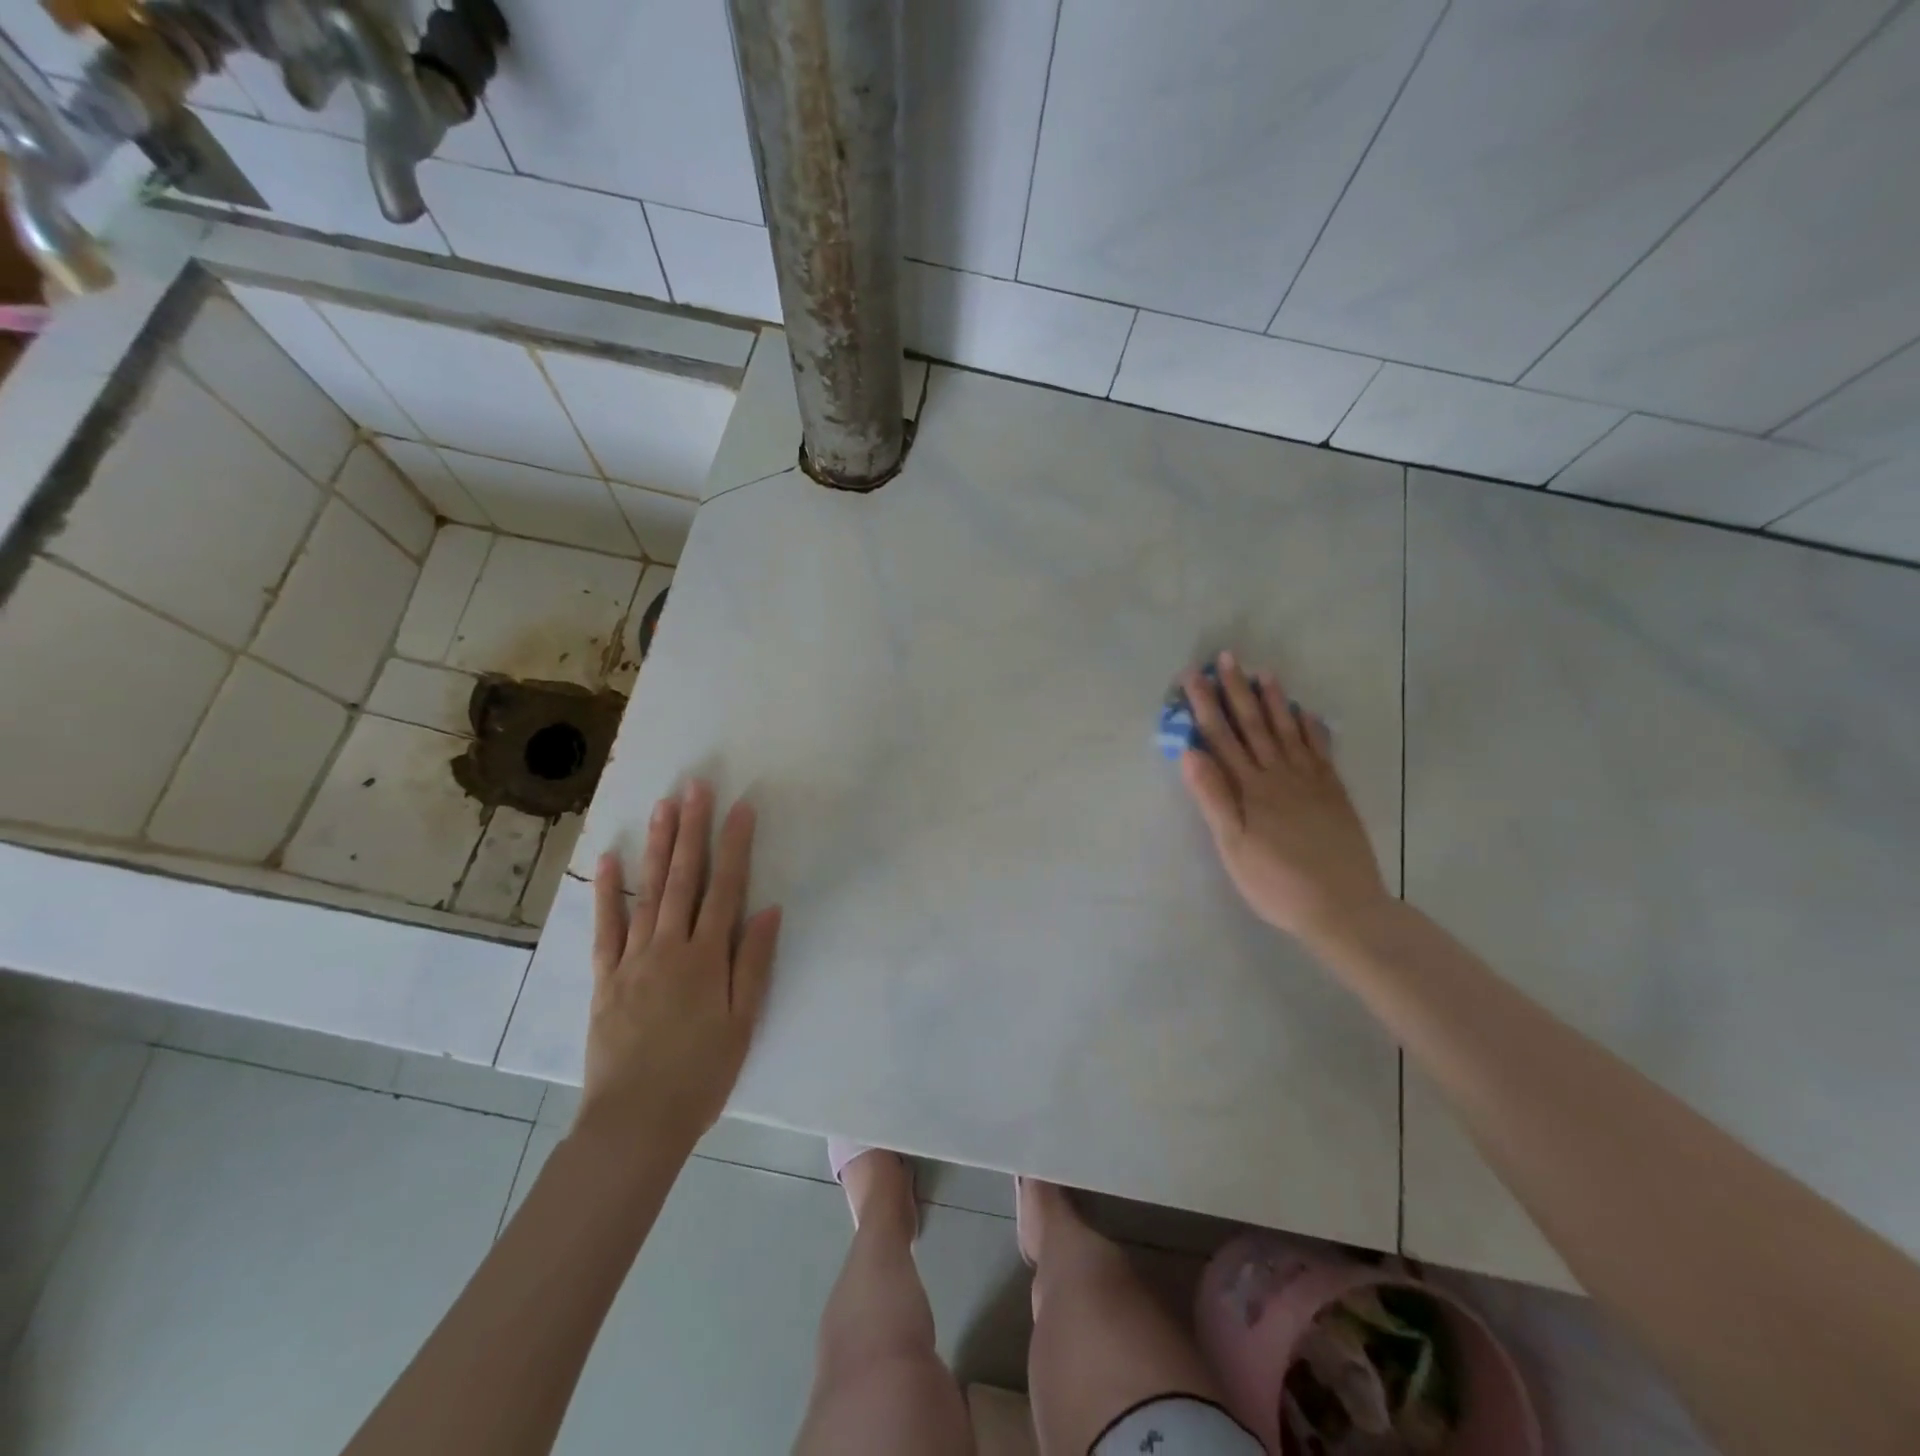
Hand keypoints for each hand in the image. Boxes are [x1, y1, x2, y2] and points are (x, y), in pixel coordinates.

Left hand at [580, 781, 782, 1144]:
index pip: (725, 888)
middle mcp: (670, 946)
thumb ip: (754, 962)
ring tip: (661, 806)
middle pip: (684, 878)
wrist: (636, 1120)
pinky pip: (606, 928)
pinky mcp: (606, 978)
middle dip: (691, 829)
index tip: (740, 808)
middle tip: (694, 786)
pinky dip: (607, 892)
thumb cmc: (702, 1073)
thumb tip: (768, 909)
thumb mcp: (743, 1021)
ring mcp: (633, 959)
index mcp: (707, 956)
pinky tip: (609, 860)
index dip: (735, 845)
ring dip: (656, 847)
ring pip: (647, 892)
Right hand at [1179, 652, 1390, 946]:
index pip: (1221, 738)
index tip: (1193, 676)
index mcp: (1250, 789)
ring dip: (1274, 701)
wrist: (1342, 907)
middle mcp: (1280, 775)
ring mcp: (1311, 781)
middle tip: (1227, 656)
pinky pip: (1320, 750)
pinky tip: (1305, 713)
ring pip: (1287, 731)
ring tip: (1263, 673)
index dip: (1206, 706)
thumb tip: (1190, 752)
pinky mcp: (1333, 792)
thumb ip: (1213, 797)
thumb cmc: (1275, 883)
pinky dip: (1311, 728)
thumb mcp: (1233, 846)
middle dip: (1237, 691)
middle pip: (1254, 725)